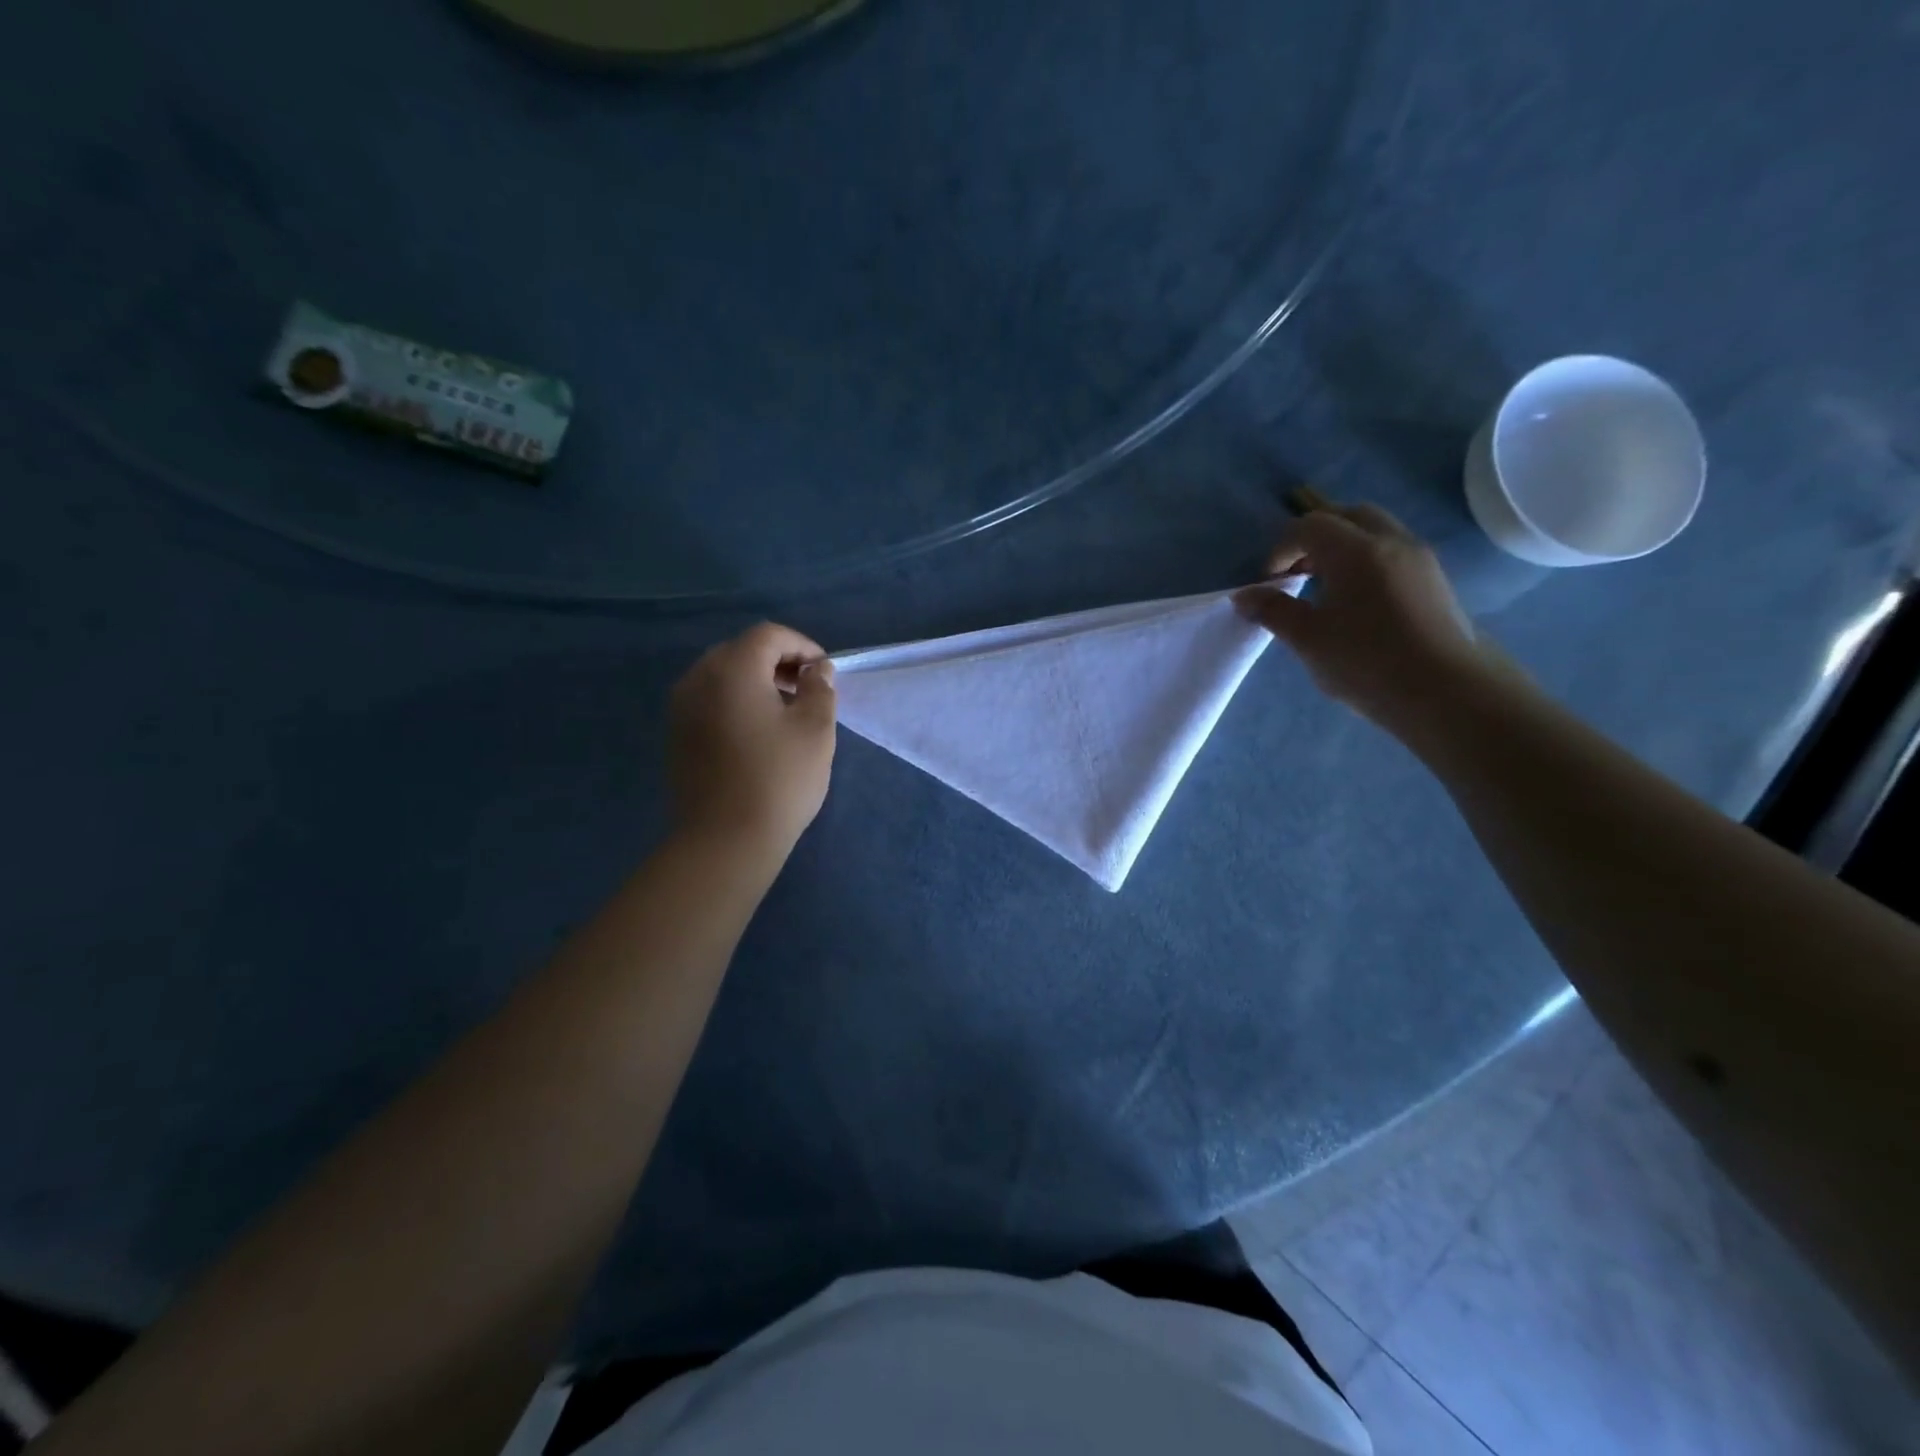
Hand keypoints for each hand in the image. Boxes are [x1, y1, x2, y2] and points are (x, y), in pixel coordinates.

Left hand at [668, 623, 836, 859]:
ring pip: (722, 675)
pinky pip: (709, 700)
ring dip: (756, 681)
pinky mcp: (676, 735)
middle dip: (777, 661)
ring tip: (785, 711)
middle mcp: (698, 679)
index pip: (768, 635)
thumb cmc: (778, 780)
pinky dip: (735, 701)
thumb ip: (819, 689)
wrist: (725, 840)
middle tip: (806, 688)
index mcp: (732, 670)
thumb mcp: (815, 730)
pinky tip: (757, 732)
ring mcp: (681, 708)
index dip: (802, 645)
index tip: (824, 672)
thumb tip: (817, 670)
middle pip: (741, 650)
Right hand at [1234, 505, 1484, 732]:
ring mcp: (1420, 559)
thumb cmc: (1367, 662)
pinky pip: (1394, 552)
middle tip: (1298, 573)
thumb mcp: (1308, 639)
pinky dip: (1368, 562)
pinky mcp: (1436, 581)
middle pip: (1347, 516)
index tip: (1270, 581)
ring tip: (1326, 588)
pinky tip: (1359, 603)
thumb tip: (1244, 596)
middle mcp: (1391, 541)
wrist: (1446, 692)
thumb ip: (1273, 611)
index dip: (1282, 548)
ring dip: (1344, 548)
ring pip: (1376, 532)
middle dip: (1316, 537)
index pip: (1309, 526)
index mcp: (1356, 550)